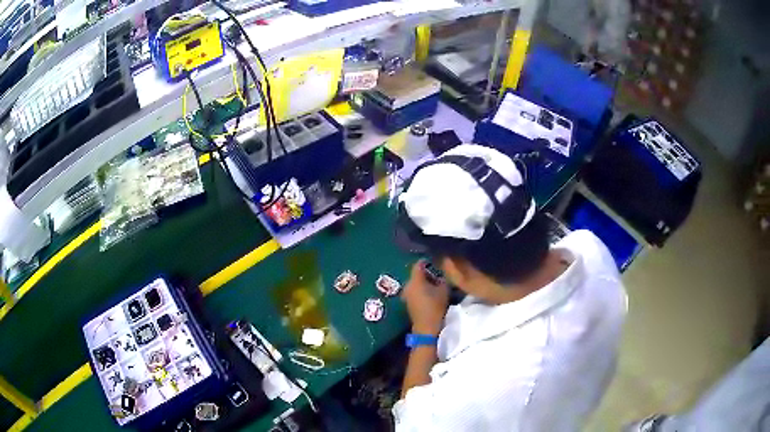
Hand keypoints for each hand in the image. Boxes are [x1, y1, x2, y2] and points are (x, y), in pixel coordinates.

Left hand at [402, 260, 449, 335]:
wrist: (426, 327)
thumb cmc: (436, 306)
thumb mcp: (444, 290)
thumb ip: (442, 278)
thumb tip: (441, 272)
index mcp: (415, 280)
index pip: (418, 264)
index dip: (426, 261)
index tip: (435, 261)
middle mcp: (408, 285)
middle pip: (416, 274)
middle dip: (426, 273)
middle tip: (438, 274)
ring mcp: (406, 293)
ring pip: (415, 282)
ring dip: (423, 281)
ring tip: (435, 284)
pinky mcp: (407, 301)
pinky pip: (414, 290)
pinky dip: (420, 289)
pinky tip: (429, 292)